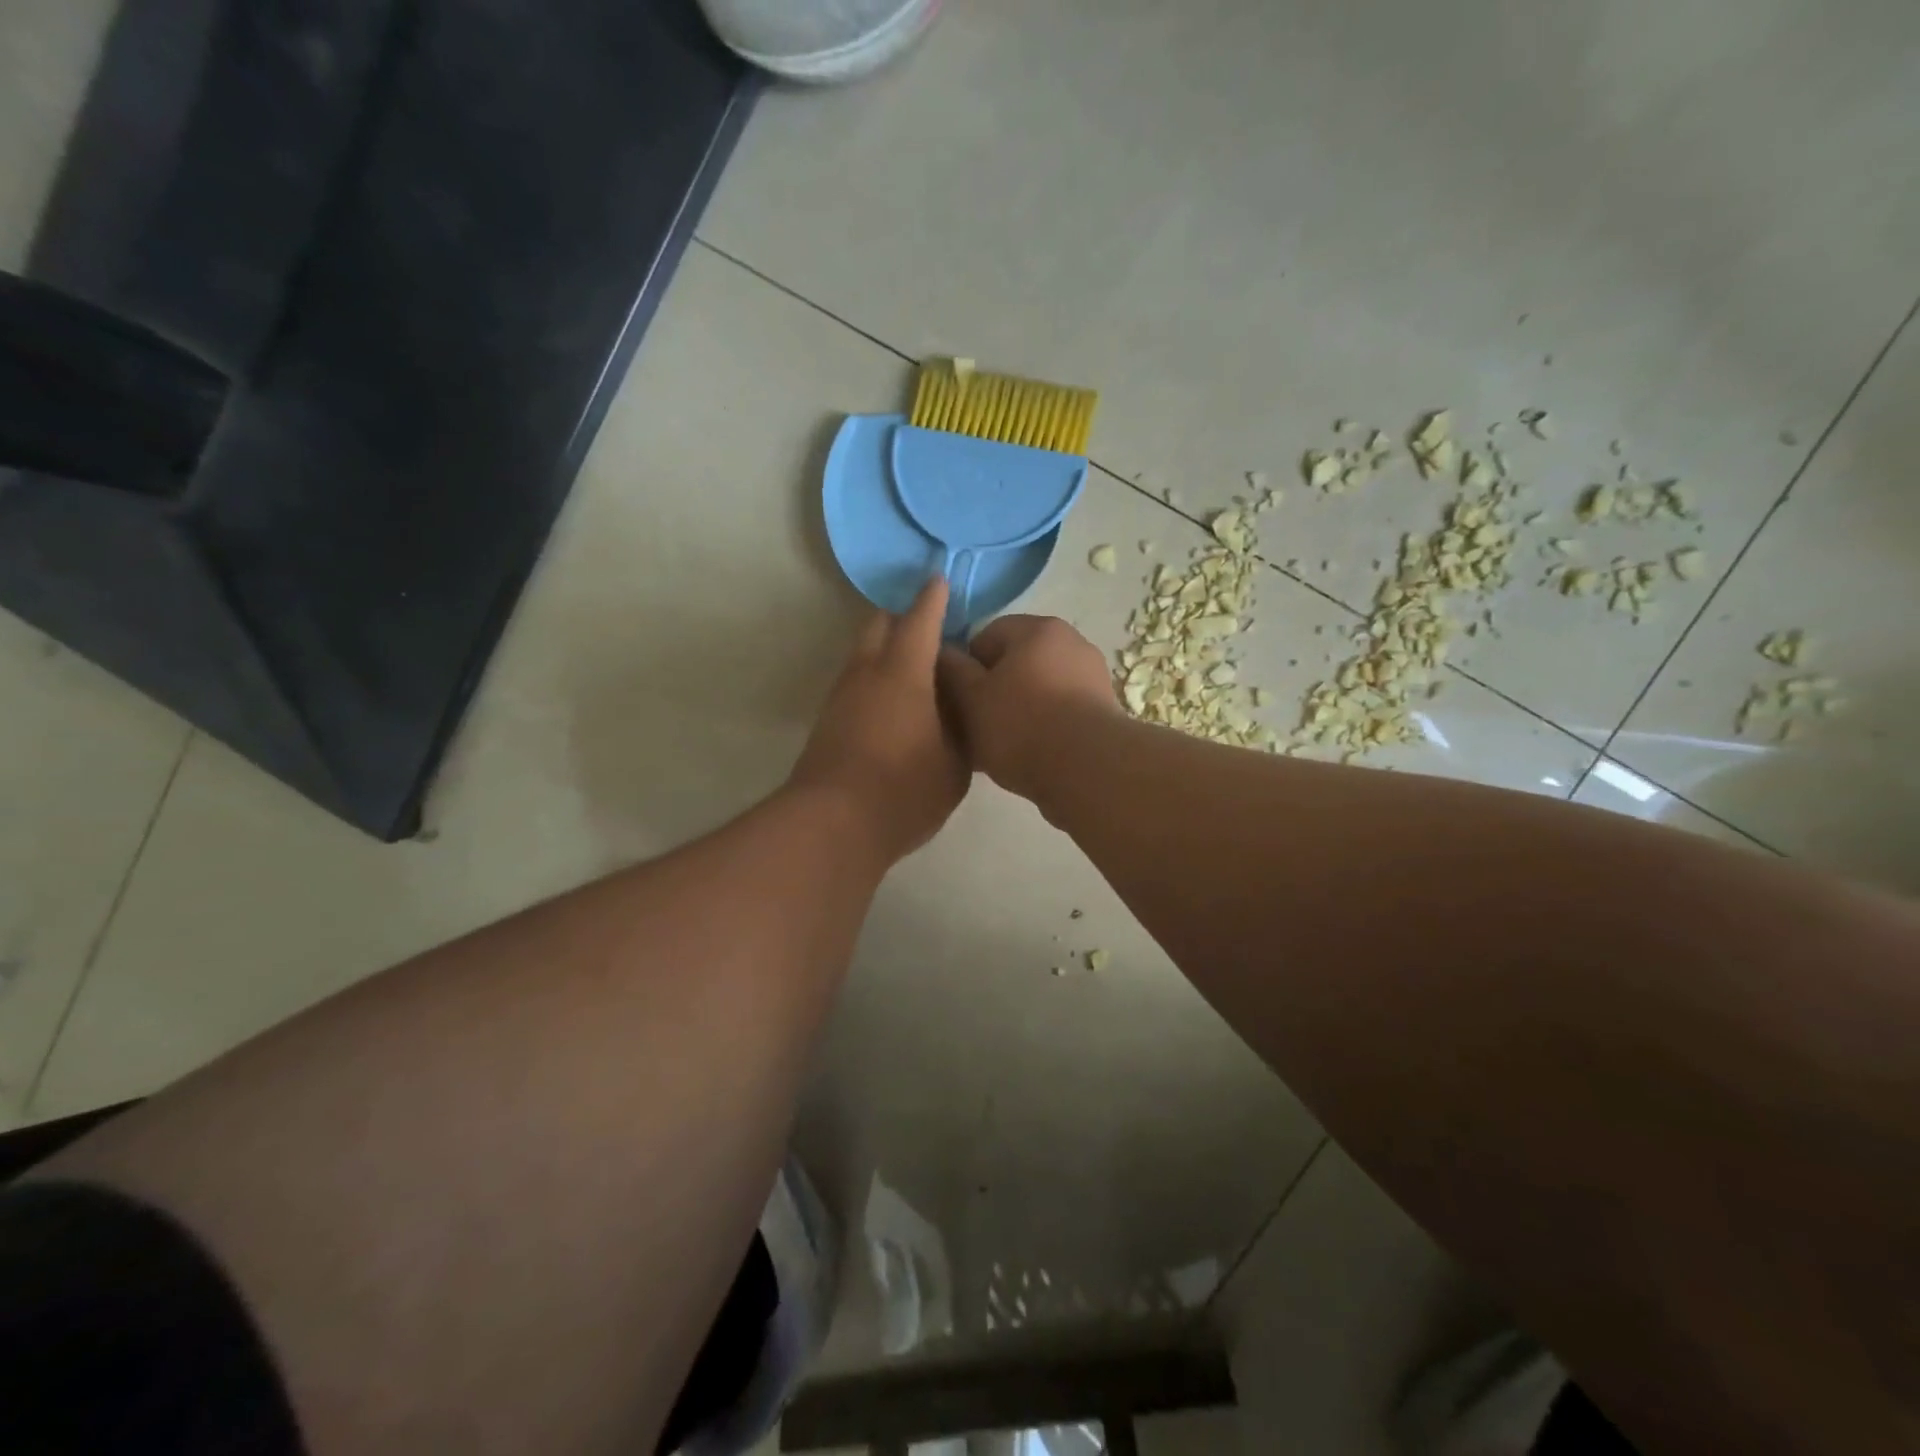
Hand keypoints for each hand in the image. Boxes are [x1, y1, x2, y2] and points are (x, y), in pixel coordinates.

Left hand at [791, 577, 970, 862]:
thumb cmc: (904, 790)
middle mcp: (867, 672)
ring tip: (919, 667)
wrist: (832, 825)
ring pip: (864, 652)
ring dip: (887, 647)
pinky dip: (877, 675)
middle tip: (933, 628)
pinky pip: (857, 679)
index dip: (933, 598)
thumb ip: (961, 725)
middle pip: (879, 624)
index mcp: (903, 672)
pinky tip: (896, 701)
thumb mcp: (955, 762)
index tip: (941, 580)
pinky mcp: (829, 719)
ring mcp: (842, 695)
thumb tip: (958, 703)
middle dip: (904, 616)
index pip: (920, 620)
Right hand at [936, 615, 1120, 802]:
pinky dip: (1042, 728)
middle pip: (1015, 663)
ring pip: (1037, 690)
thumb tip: (942, 653)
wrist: (1087, 771)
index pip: (986, 636)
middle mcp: (1071, 642)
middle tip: (974, 726)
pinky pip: (1060, 713)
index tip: (958, 701)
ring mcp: (1092, 677)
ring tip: (1000, 747)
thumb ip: (951, 670)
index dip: (965, 668)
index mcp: (1038, 628)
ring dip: (1017, 711)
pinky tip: (1029, 756)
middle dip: (993, 691)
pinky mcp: (1103, 711)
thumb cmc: (1021, 725)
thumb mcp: (969, 697)